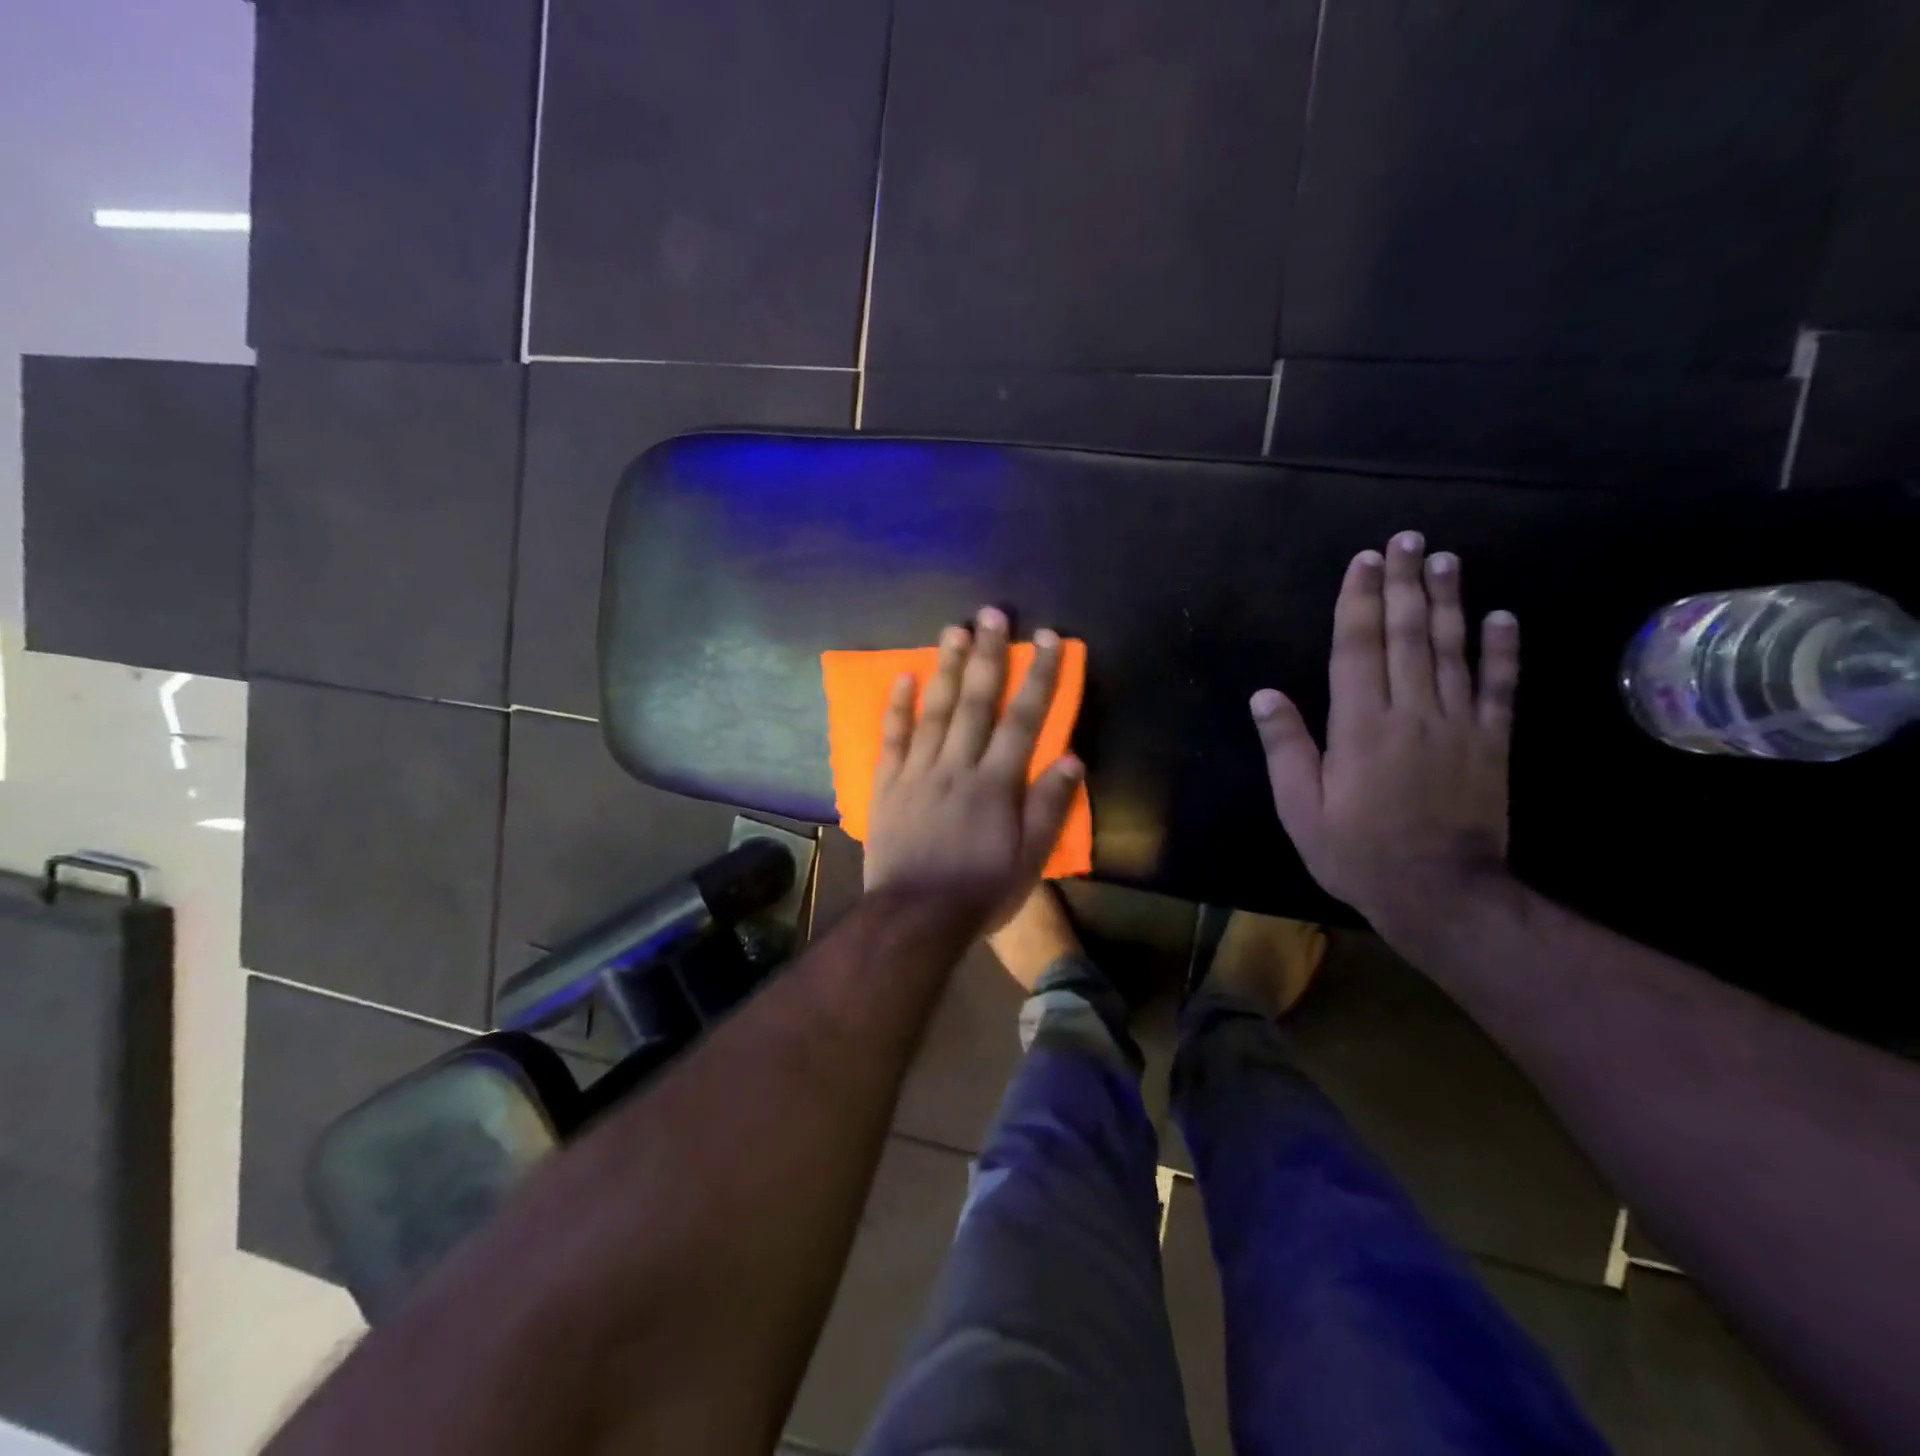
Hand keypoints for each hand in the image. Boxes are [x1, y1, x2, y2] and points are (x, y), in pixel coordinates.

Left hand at [864, 607, 1083, 929]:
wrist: (915, 919)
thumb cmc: (980, 891)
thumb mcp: (1029, 860)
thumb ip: (1049, 807)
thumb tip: (1072, 758)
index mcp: (996, 784)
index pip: (1023, 719)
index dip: (1037, 676)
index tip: (1047, 639)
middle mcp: (957, 766)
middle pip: (975, 702)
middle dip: (987, 655)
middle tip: (991, 613)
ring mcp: (917, 772)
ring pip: (933, 711)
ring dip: (944, 668)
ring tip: (953, 629)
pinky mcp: (887, 786)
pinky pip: (892, 739)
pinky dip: (897, 707)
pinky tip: (903, 677)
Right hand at [1251, 531, 1519, 940]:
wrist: (1443, 895)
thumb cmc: (1358, 852)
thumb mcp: (1301, 808)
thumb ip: (1286, 748)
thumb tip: (1265, 694)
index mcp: (1360, 726)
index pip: (1358, 648)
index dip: (1359, 601)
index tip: (1364, 561)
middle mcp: (1411, 712)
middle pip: (1407, 635)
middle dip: (1404, 584)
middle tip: (1407, 540)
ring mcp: (1458, 724)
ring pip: (1451, 650)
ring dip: (1448, 601)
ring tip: (1447, 559)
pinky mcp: (1491, 743)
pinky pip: (1498, 688)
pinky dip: (1502, 650)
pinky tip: (1502, 616)